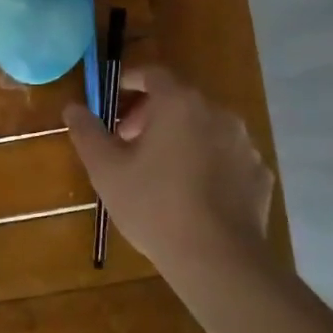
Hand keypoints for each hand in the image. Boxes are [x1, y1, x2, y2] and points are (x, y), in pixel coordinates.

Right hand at [64, 65, 273, 274]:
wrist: (217, 257)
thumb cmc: (153, 206)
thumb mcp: (106, 170)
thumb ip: (87, 133)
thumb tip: (73, 107)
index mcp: (179, 104)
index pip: (154, 75)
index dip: (130, 81)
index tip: (114, 96)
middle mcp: (218, 114)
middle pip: (180, 102)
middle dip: (151, 116)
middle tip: (128, 143)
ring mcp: (245, 144)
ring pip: (206, 130)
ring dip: (181, 140)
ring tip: (160, 172)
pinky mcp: (259, 174)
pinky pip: (227, 158)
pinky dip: (208, 164)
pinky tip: (193, 194)